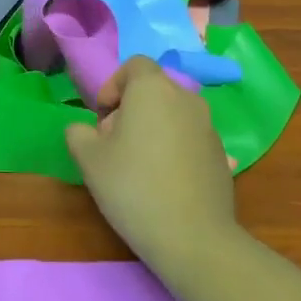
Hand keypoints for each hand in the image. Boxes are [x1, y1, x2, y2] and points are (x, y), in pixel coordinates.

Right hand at [64, 57, 237, 264]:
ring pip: (173, 114)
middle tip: (114, 143)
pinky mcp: (221, 154)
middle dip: (131, 109)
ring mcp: (208, 127)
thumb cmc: (132, 187)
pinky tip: (163, 182)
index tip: (102, 118)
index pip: (134, 65)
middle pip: (154, 90)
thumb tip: (84, 129)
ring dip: (153, 128)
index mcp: (153, 90)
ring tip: (138, 165)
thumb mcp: (88, 160)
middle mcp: (186, 99)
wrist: (192, 236)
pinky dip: (174, 148)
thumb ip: (78, 134)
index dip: (113, 85)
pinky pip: (190, 138)